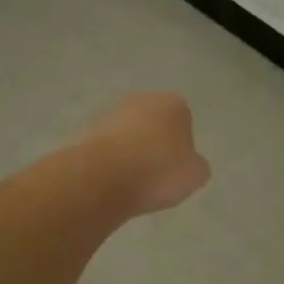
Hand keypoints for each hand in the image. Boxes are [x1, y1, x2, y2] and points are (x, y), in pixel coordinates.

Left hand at [80, 93, 211, 216]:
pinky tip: (112, 183)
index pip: (184, 122)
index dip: (181, 147)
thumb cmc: (159, 170)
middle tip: (156, 176)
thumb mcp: (195, 175)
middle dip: (154, 145)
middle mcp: (142, 99)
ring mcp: (111, 113)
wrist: (104, 177)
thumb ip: (196, 166)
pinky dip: (110, 162)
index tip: (176, 169)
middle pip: (153, 124)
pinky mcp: (87, 131)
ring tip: (132, 183)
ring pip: (128, 135)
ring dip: (130, 153)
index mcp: (174, 103)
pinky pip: (107, 149)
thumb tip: (189, 164)